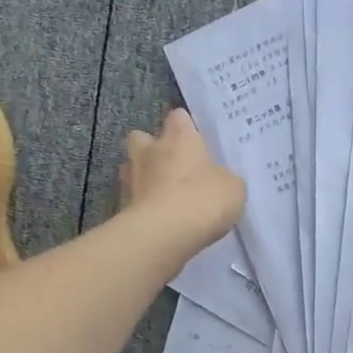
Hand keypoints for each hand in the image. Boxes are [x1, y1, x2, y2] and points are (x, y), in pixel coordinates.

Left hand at [117, 108, 245, 243]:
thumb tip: (219, 180)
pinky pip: (131, 198)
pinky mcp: (120, 206)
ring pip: (131, 167)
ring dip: (143, 177)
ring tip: (161, 195)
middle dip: (152, 148)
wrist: (163, 235)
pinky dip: (140, 205)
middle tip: (170, 166)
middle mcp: (149, 150)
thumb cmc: (202, 200)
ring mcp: (130, 178)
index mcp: (178, 137)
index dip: (186, 127)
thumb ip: (224, 178)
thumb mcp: (232, 188)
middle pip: (142, 137)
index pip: (178, 117)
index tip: (195, 141)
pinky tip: (157, 220)